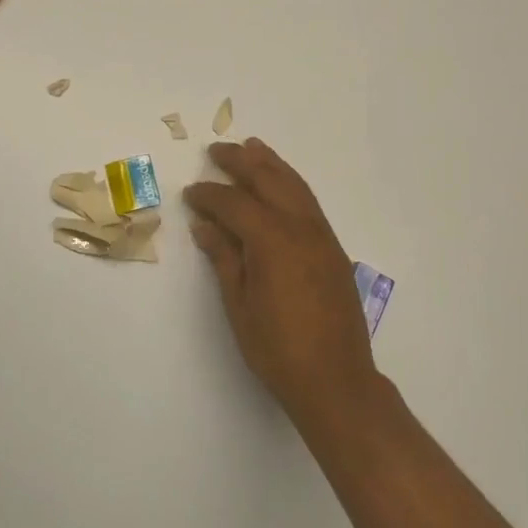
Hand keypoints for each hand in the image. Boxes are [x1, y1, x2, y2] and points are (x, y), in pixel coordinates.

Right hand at [185, 139, 378, 420]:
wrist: (336, 379)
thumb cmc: (278, 349)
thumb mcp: (240, 306)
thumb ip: (225, 259)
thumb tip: (206, 226)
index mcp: (272, 240)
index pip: (235, 204)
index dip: (210, 195)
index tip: (191, 193)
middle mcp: (301, 228)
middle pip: (269, 180)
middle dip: (241, 162)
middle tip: (217, 151)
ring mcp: (322, 236)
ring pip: (295, 186)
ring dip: (271, 164)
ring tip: (252, 147)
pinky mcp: (334, 249)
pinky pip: (309, 202)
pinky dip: (291, 184)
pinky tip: (280, 186)